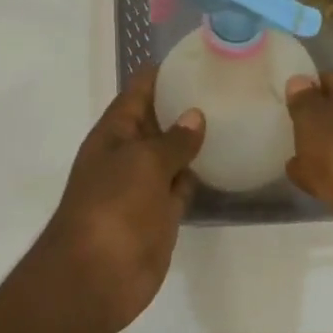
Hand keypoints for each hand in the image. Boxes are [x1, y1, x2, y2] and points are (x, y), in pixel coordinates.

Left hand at [37, 66, 204, 332]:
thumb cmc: (113, 209)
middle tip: (229, 84)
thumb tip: (195, 116)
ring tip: (235, 115)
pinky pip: (183, 187)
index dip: (162, 72)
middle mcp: (129, 155)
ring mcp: (145, 186)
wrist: (97, 276)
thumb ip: (172, 140)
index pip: (138, 92)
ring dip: (197, 141)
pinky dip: (200, 176)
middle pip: (158, 121)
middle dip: (185, 104)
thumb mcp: (143, 163)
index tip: (196, 55)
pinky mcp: (162, 214)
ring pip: (174, 155)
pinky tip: (227, 161)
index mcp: (114, 134)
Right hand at [284, 69, 332, 266]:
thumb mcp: (311, 118)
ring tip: (295, 165)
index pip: (326, 80)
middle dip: (314, 127)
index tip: (286, 110)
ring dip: (321, 154)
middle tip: (289, 137)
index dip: (305, 94)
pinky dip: (330, 177)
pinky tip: (311, 185)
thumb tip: (299, 81)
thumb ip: (302, 100)